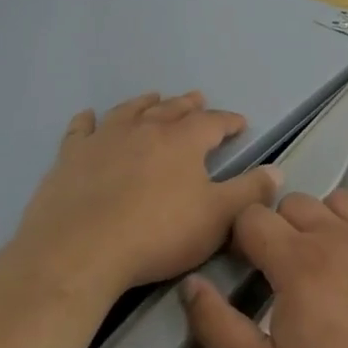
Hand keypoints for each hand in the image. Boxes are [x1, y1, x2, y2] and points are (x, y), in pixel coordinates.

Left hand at [15, 92, 280, 297]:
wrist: (80, 249)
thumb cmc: (158, 234)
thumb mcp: (217, 218)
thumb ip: (249, 192)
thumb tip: (277, 170)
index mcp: (182, 141)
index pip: (212, 122)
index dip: (228, 121)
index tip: (240, 123)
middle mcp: (144, 129)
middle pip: (171, 109)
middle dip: (188, 105)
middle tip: (198, 99)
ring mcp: (104, 139)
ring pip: (129, 111)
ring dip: (145, 103)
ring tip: (153, 97)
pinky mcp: (71, 156)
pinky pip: (81, 130)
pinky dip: (87, 121)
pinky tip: (88, 117)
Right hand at [180, 190, 347, 347]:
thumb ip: (217, 327)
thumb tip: (192, 283)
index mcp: (299, 263)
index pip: (253, 217)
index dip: (240, 239)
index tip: (245, 271)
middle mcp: (339, 238)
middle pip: (293, 203)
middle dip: (277, 229)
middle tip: (280, 274)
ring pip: (335, 202)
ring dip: (318, 222)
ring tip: (320, 267)